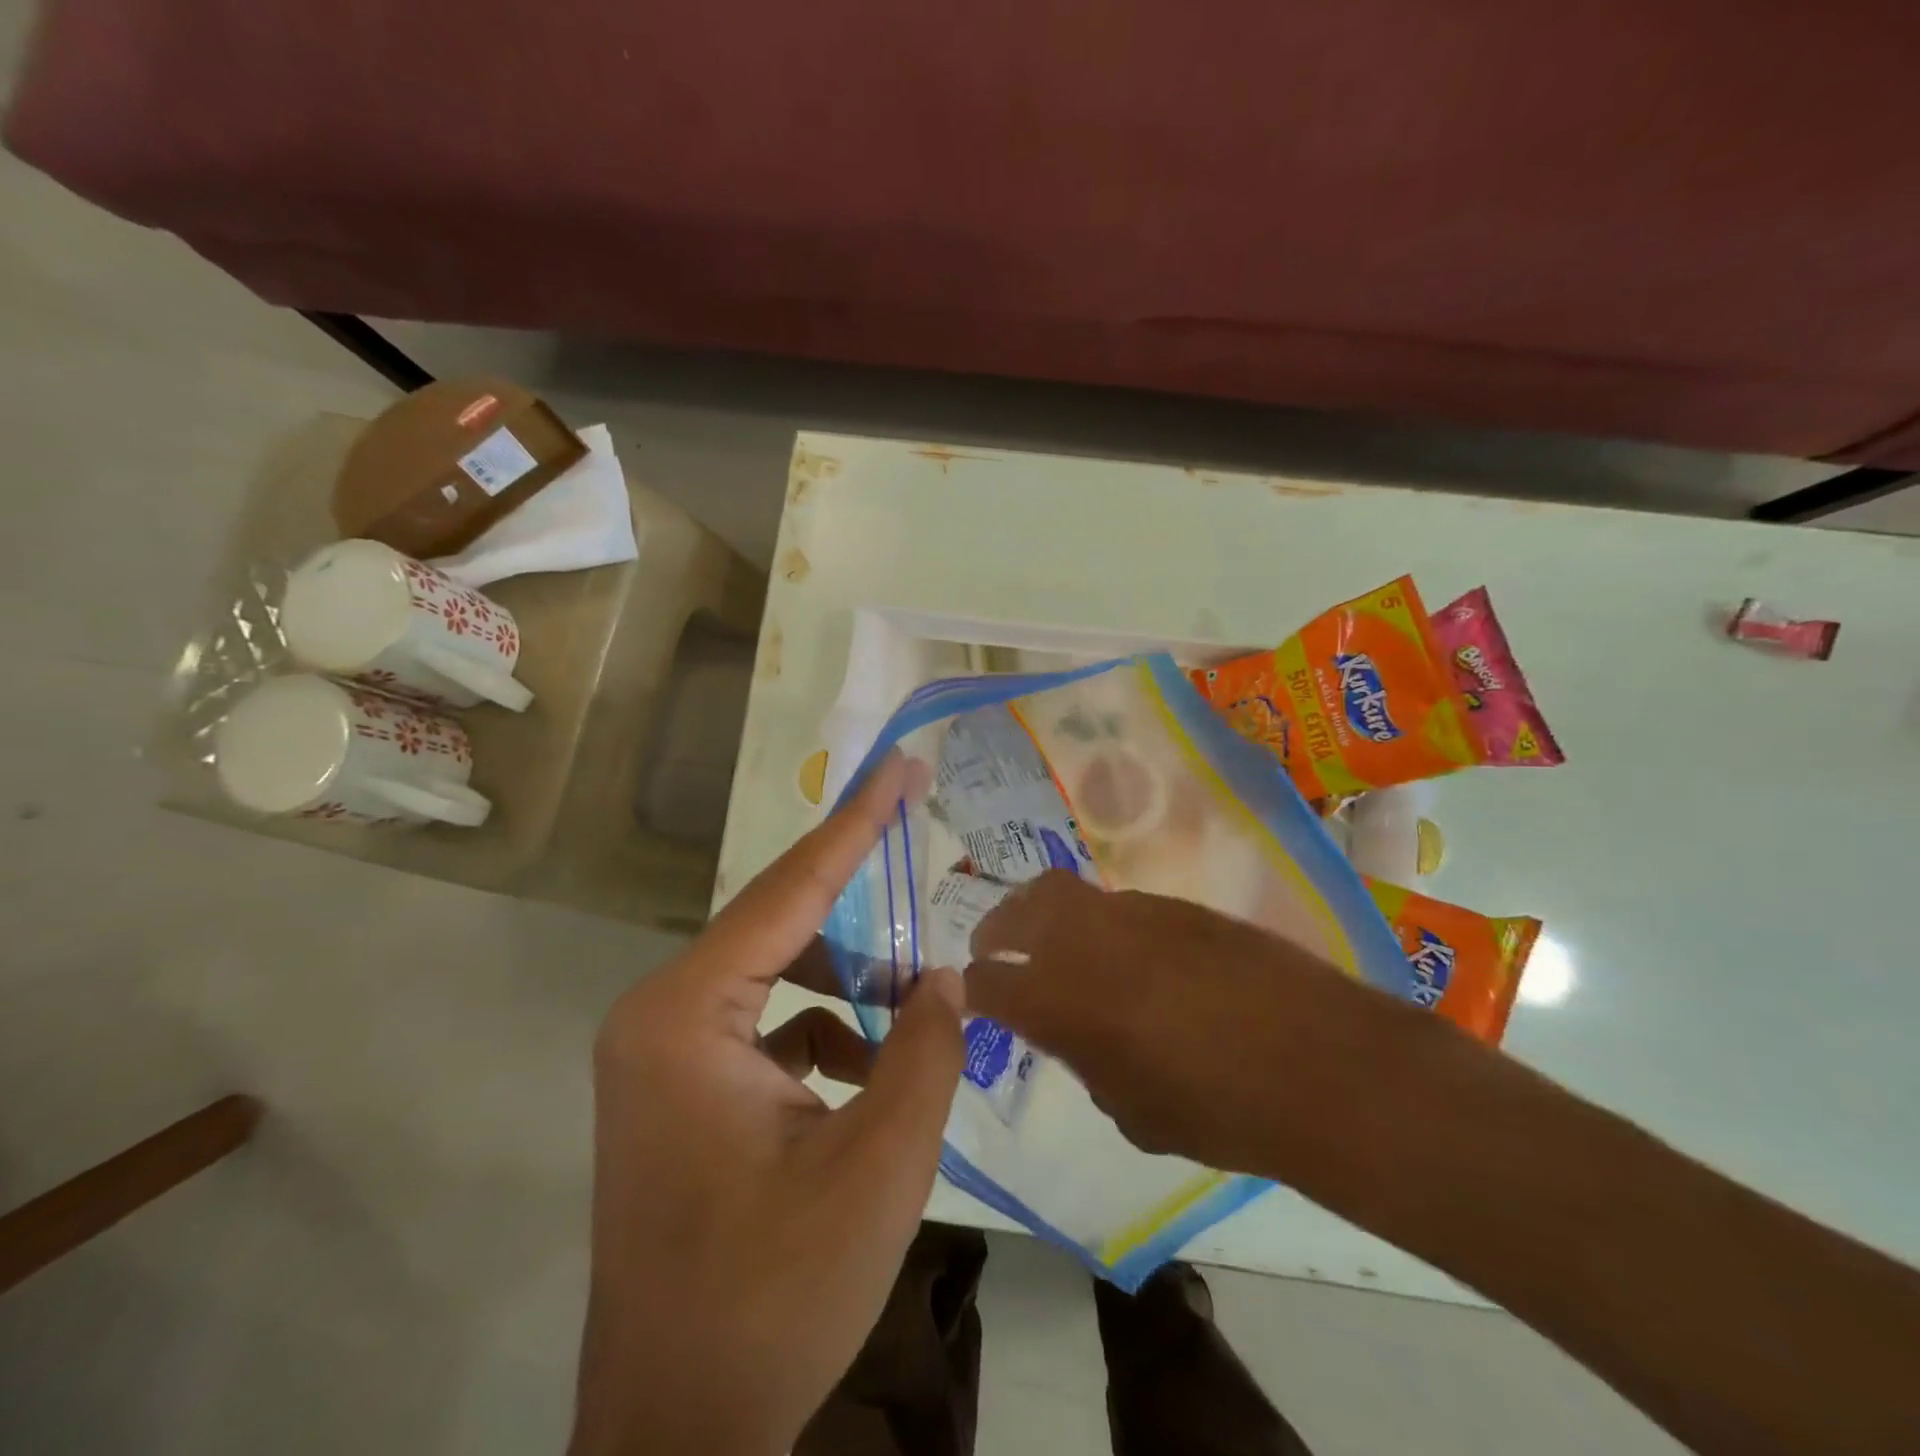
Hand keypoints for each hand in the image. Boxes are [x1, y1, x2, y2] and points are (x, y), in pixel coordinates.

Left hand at [572, 753, 964, 1455]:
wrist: (677, 1439)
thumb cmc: (773, 1297)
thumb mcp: (879, 1167)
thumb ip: (926, 1050)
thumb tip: (945, 974)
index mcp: (686, 1014)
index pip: (790, 889)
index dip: (856, 823)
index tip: (900, 766)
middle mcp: (660, 1014)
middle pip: (781, 927)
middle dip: (860, 908)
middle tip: (925, 872)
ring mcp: (663, 1053)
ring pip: (778, 977)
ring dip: (849, 984)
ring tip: (913, 1014)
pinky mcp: (680, 1089)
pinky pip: (766, 1024)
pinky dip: (825, 1031)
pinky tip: (868, 1075)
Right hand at [964, 870, 1406, 1183]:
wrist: (1320, 1063)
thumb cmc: (1217, 1110)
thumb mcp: (1132, 1111)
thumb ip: (1087, 1064)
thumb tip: (1079, 1037)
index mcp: (1059, 998)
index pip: (988, 983)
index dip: (972, 990)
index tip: (970, 996)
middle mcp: (1085, 940)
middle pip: (1019, 909)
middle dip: (996, 926)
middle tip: (993, 947)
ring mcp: (1134, 912)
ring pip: (1068, 895)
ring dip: (1050, 918)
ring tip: (1062, 947)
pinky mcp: (1178, 904)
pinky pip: (1121, 907)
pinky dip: (1104, 925)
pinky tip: (1132, 958)